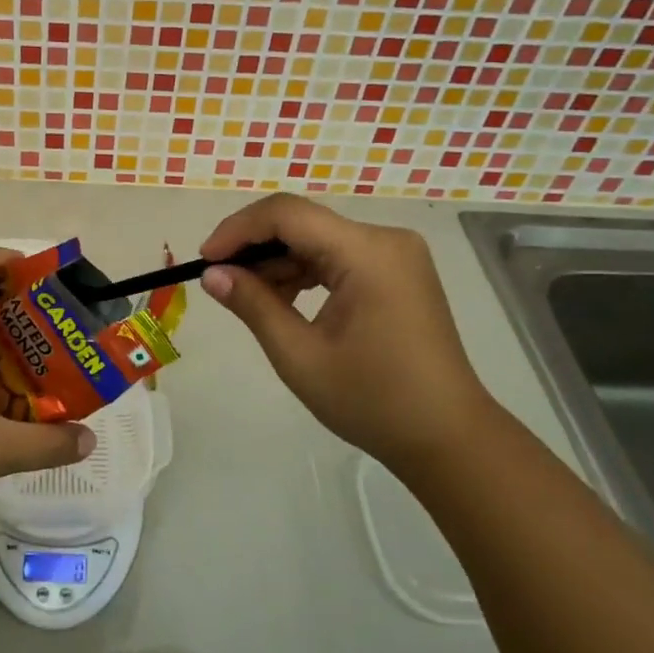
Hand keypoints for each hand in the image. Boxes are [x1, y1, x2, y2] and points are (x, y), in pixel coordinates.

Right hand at [198, 194, 498, 474]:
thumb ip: (253, 305)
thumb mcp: (300, 356)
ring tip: (245, 296)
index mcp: (367, 253)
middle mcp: (385, 239)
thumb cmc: (373, 401)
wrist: (448, 438)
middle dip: (255, 246)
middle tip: (219, 279)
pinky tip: (281, 299)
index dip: (238, 229)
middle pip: (303, 222)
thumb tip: (211, 274)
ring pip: (318, 238)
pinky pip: (338, 256)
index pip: (288, 214)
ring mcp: (395, 254)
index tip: (205, 259)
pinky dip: (304, 272)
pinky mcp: (397, 272)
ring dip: (278, 261)